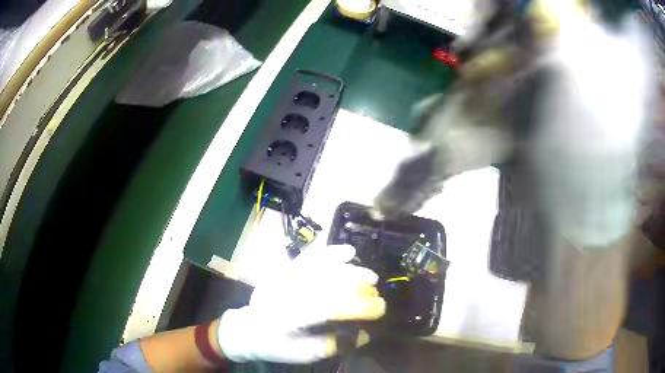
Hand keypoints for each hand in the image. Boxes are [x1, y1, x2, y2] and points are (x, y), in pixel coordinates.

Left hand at [217, 244, 385, 362]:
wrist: (249, 328)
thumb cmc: (275, 345)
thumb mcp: (302, 354)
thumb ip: (332, 345)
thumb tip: (364, 335)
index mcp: (291, 316)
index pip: (331, 307)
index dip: (359, 306)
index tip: (380, 308)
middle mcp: (289, 291)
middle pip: (330, 284)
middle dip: (360, 288)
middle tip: (378, 295)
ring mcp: (286, 277)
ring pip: (324, 267)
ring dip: (351, 270)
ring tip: (371, 276)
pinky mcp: (285, 269)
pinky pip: (310, 256)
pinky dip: (330, 252)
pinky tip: (348, 251)